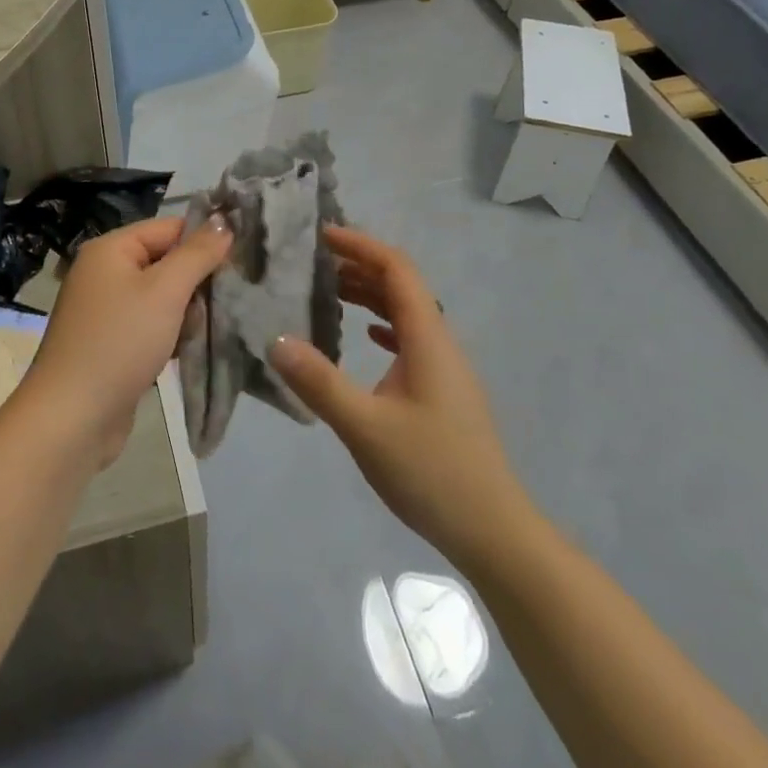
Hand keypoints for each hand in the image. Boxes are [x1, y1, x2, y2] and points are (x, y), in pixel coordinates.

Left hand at [19, 216, 232, 468]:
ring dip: (188, 310)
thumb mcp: (165, 291)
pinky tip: (191, 347)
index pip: (169, 228)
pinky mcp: (112, 343)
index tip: (242, 259)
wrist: (73, 418)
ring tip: (215, 325)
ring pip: (162, 296)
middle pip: (165, 261)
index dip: (205, 240)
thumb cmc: (120, 342)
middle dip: (198, 280)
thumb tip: (224, 222)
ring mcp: (106, 310)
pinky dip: (172, 332)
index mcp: (110, 249)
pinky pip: (151, 324)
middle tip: (233, 296)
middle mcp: (105, 272)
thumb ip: (197, 254)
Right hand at [270, 226, 532, 565]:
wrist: (493, 532)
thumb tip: (275, 339)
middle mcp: (439, 341)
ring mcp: (444, 367)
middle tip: (313, 261)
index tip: (321, 235)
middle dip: (359, 265)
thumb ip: (319, 382)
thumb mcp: (365, 427)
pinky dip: (382, 324)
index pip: (396, 268)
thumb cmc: (431, 472)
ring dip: (369, 294)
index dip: (360, 244)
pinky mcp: (443, 390)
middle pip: (401, 285)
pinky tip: (364, 335)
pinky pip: (410, 338)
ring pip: (406, 312)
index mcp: (427, 337)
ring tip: (328, 290)